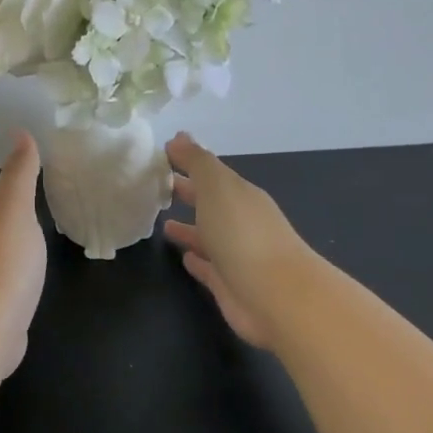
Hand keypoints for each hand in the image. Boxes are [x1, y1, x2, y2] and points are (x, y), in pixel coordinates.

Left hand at [0, 132, 46, 377]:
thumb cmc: (5, 262)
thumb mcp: (16, 210)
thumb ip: (20, 175)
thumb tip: (20, 132)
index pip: (5, 185)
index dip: (18, 167)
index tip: (32, 148)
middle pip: (4, 213)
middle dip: (18, 198)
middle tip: (41, 181)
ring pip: (8, 242)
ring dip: (20, 230)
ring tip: (38, 221)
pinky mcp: (1, 304)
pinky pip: (15, 272)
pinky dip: (24, 263)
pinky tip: (31, 267)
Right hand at [163, 133, 315, 349]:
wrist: (277, 296)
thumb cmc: (243, 233)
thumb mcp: (217, 186)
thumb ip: (197, 161)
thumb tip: (179, 136)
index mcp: (239, 194)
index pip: (209, 172)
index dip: (186, 162)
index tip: (159, 156)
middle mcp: (239, 221)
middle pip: (209, 202)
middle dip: (187, 192)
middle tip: (156, 185)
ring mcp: (236, 254)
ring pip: (207, 235)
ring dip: (188, 228)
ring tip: (162, 224)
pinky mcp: (229, 285)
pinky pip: (208, 267)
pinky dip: (197, 260)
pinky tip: (183, 257)